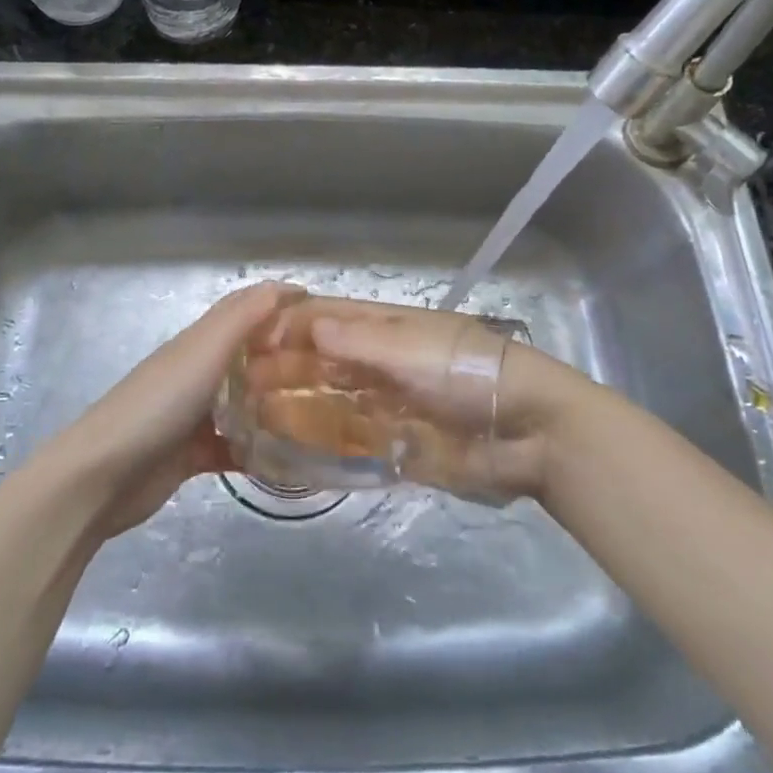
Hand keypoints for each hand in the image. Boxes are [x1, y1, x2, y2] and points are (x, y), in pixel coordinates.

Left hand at [57, 281, 301, 539]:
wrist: (102, 477)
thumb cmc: (158, 404)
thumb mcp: (203, 352)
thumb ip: (242, 319)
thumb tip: (283, 286)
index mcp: (199, 341)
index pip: (244, 308)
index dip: (279, 301)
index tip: (323, 310)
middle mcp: (198, 371)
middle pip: (248, 353)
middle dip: (284, 352)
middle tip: (332, 364)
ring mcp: (194, 414)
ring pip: (244, 401)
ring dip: (274, 402)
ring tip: (320, 410)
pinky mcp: (192, 455)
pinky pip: (234, 447)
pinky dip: (258, 451)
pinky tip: (289, 460)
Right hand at [277, 296, 592, 502]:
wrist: (530, 432)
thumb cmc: (466, 373)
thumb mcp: (411, 348)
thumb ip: (359, 340)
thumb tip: (308, 326)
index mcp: (387, 327)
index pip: (328, 318)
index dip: (290, 326)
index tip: (250, 343)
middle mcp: (383, 362)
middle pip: (325, 362)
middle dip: (287, 370)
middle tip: (242, 388)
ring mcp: (390, 405)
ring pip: (333, 402)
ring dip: (298, 408)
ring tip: (255, 419)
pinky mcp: (400, 446)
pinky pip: (354, 442)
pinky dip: (325, 445)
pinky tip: (292, 453)